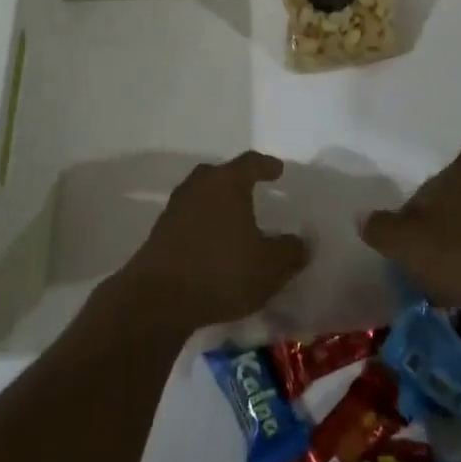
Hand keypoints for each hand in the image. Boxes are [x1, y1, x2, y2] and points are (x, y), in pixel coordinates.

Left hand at [116, 152, 310, 332]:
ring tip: (233, 220)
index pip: (250, 162)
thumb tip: (302, 241)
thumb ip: (290, 251)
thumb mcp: (269, 266)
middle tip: (252, 191)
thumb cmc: (221, 271)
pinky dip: (202, 225)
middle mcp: (198, 186)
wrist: (158, 298)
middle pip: (219, 174)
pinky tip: (212, 244)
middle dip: (236, 181)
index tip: (278, 170)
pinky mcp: (160, 233)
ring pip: (201, 196)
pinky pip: (188, 219)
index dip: (266, 165)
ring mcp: (175, 208)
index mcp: (226, 182)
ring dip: (216, 204)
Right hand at [360, 152, 460, 323]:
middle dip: (440, 230)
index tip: (410, 252)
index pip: (422, 195)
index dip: (410, 224)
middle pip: (450, 207)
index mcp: (457, 171)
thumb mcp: (404, 243)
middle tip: (431, 265)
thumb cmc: (457, 257)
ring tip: (457, 279)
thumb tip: (361, 217)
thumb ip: (378, 227)